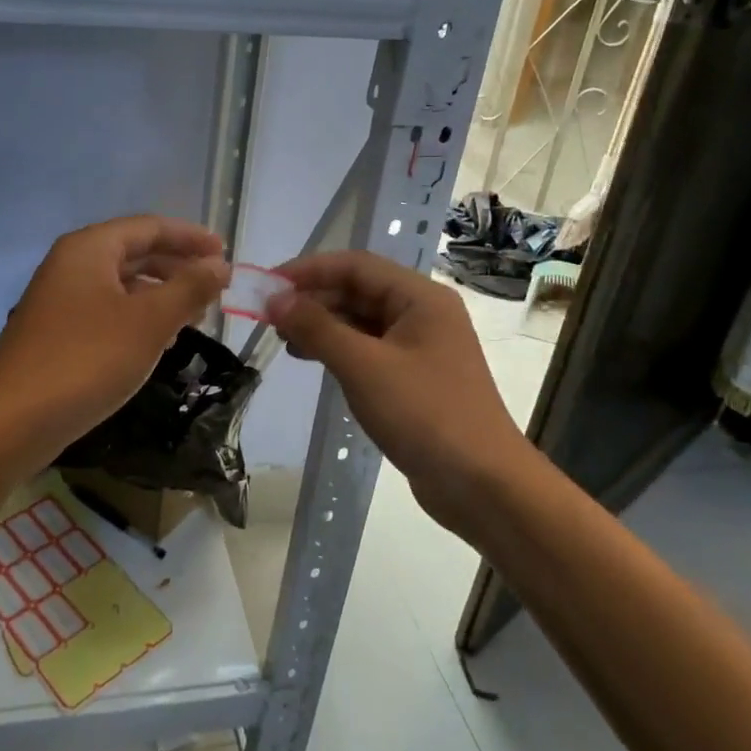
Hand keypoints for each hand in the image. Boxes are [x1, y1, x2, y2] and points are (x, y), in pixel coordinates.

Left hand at [0, 216, 229, 452]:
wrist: (13, 420)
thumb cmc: (87, 359)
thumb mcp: (149, 321)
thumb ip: (189, 288)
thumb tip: (220, 265)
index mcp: (90, 248)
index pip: (150, 227)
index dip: (190, 237)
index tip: (225, 254)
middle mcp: (71, 264)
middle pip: (134, 252)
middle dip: (177, 266)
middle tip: (215, 285)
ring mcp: (60, 299)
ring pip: (121, 284)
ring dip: (160, 294)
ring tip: (195, 315)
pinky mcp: (56, 332)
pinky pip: (107, 310)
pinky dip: (138, 317)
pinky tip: (158, 341)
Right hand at [268, 251, 535, 540]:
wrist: (483, 485)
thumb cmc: (425, 415)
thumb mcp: (363, 367)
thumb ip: (317, 327)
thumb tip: (275, 299)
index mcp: (420, 298)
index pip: (356, 265)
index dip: (309, 269)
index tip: (268, 285)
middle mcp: (423, 313)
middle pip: (359, 290)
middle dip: (313, 298)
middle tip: (269, 316)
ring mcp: (421, 346)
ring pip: (362, 320)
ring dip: (323, 324)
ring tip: (284, 339)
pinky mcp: (415, 377)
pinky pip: (369, 348)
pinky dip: (339, 349)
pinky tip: (313, 360)